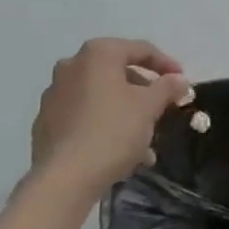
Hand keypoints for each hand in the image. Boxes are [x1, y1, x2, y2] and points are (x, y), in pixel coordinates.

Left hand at [30, 38, 189, 199]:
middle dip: (143, 93)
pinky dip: (103, 125)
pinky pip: (83, 116)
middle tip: (161, 110)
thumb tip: (179, 79)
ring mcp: (55, 93)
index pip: (140, 49)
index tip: (182, 81)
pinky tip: (119, 152)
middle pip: (118, 72)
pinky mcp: (46, 121)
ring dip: (125, 113)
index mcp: (98, 53)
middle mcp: (72, 65)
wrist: (64, 178)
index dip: (165, 64)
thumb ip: (167, 88)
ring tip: (144, 142)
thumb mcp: (149, 107)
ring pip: (100, 97)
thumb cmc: (112, 131)